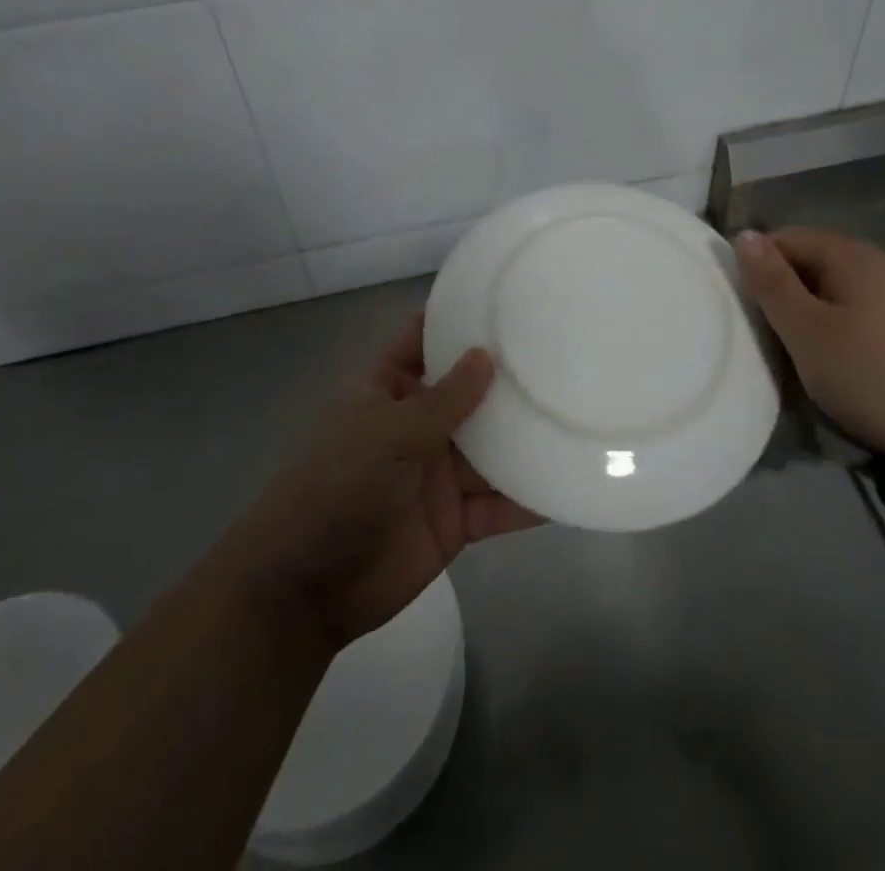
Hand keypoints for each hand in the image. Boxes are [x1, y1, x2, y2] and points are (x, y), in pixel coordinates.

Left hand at [235, 315, 539, 650]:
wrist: (307, 588)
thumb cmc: (339, 488)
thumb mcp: (389, 433)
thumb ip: (443, 401)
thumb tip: (486, 354)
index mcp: (390, 392)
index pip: (423, 342)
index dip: (455, 319)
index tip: (503, 297)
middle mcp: (418, 425)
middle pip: (469, 394)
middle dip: (507, 378)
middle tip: (564, 351)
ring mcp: (439, 474)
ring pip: (492, 449)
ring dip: (525, 437)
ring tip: (577, 413)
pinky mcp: (456, 521)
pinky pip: (498, 504)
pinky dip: (528, 498)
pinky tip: (568, 483)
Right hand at [735, 226, 884, 460]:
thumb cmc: (877, 376)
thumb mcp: (808, 332)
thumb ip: (772, 284)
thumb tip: (744, 235)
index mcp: (851, 255)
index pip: (786, 238)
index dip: (757, 266)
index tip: (743, 308)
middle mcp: (882, 264)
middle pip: (814, 265)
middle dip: (785, 297)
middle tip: (767, 340)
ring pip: (840, 295)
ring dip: (814, 320)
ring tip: (801, 360)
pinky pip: (866, 317)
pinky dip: (844, 335)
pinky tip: (845, 370)